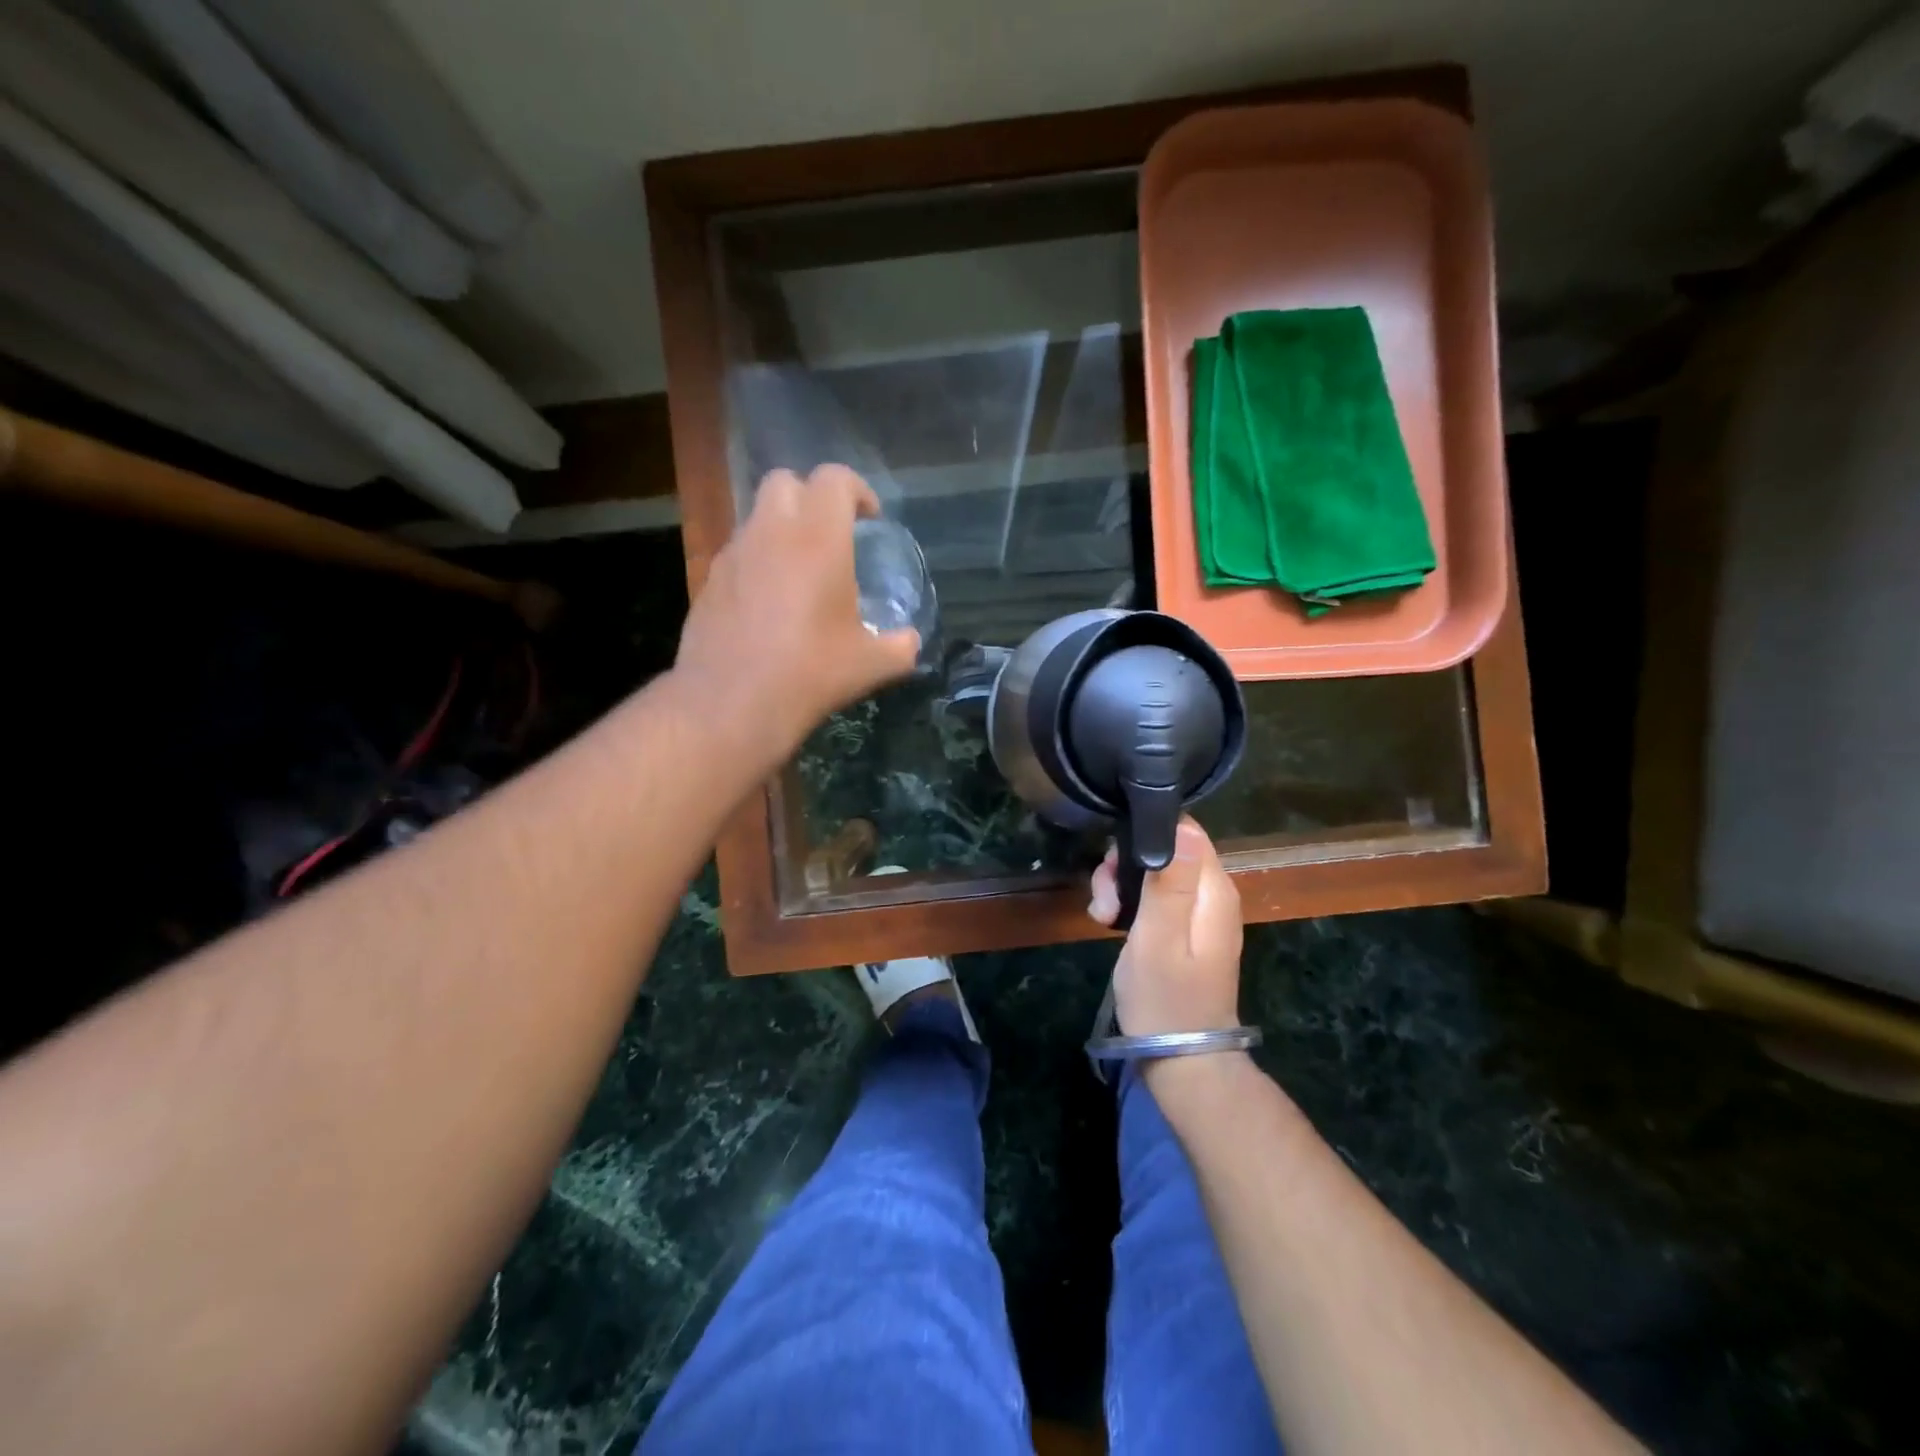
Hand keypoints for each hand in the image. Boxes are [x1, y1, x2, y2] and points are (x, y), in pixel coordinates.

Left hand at [674, 465, 920, 761]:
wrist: (732, 702)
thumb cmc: (810, 673)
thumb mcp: (871, 665)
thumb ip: (900, 646)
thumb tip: (909, 642)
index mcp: (818, 538)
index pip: (834, 479)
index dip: (857, 491)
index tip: (869, 520)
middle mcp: (771, 532)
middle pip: (785, 481)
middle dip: (810, 497)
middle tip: (830, 535)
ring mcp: (733, 555)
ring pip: (757, 518)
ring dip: (781, 530)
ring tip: (799, 574)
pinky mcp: (709, 581)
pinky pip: (738, 555)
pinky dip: (757, 563)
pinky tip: (768, 605)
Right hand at [1088, 817, 1242, 1035]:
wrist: (1181, 1060)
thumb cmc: (1165, 999)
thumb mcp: (1159, 939)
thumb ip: (1170, 884)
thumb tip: (1183, 826)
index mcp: (1213, 890)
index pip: (1185, 830)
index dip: (1146, 835)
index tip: (1116, 863)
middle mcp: (1211, 894)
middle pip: (1166, 849)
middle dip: (1127, 864)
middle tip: (1104, 899)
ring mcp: (1198, 912)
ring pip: (1155, 872)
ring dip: (1122, 885)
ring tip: (1103, 916)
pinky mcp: (1184, 928)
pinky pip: (1155, 896)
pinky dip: (1130, 903)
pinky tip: (1112, 923)